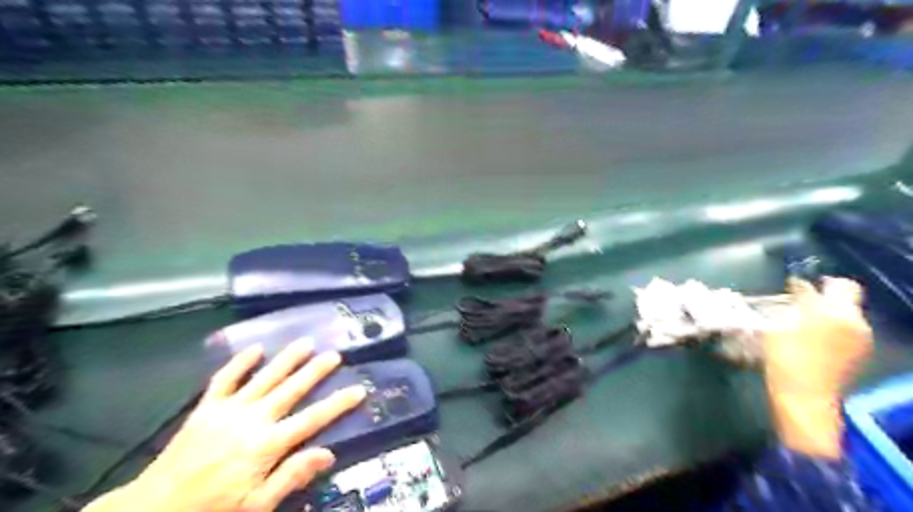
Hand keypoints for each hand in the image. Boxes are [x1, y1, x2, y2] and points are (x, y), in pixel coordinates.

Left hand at [82, 341, 365, 511]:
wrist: (152, 510)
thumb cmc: (211, 509)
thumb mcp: (256, 506)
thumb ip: (291, 477)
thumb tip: (327, 453)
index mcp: (267, 445)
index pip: (312, 419)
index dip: (338, 404)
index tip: (359, 389)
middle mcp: (252, 420)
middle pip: (291, 390)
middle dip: (315, 371)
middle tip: (335, 354)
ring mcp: (228, 410)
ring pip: (264, 378)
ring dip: (287, 359)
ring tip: (306, 343)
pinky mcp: (206, 408)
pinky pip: (225, 379)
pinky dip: (240, 363)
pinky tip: (256, 349)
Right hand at [764, 278, 872, 456]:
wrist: (803, 395)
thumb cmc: (786, 356)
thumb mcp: (781, 322)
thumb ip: (796, 301)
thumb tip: (800, 286)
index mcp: (839, 312)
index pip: (837, 285)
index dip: (814, 283)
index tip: (793, 287)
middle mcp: (857, 323)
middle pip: (845, 300)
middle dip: (822, 298)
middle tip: (796, 302)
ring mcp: (861, 341)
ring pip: (844, 316)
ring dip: (825, 314)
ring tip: (799, 321)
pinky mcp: (856, 355)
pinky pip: (844, 332)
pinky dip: (829, 329)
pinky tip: (809, 339)